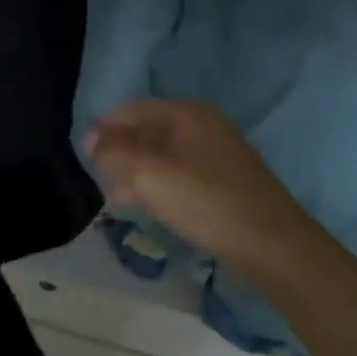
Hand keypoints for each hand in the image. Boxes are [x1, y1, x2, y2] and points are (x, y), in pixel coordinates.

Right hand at [86, 99, 304, 273]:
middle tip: (98, 178)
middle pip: (148, 130)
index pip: (132, 110)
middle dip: (119, 151)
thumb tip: (93, 145)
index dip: (104, 128)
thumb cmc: (207, 203)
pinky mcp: (225, 180)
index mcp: (186, 114)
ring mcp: (217, 152)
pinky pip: (179, 171)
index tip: (83, 154)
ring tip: (117, 197)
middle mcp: (202, 125)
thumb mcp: (150, 177)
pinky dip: (157, 183)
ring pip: (162, 153)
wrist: (273, 245)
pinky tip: (148, 205)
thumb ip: (115, 156)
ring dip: (136, 170)